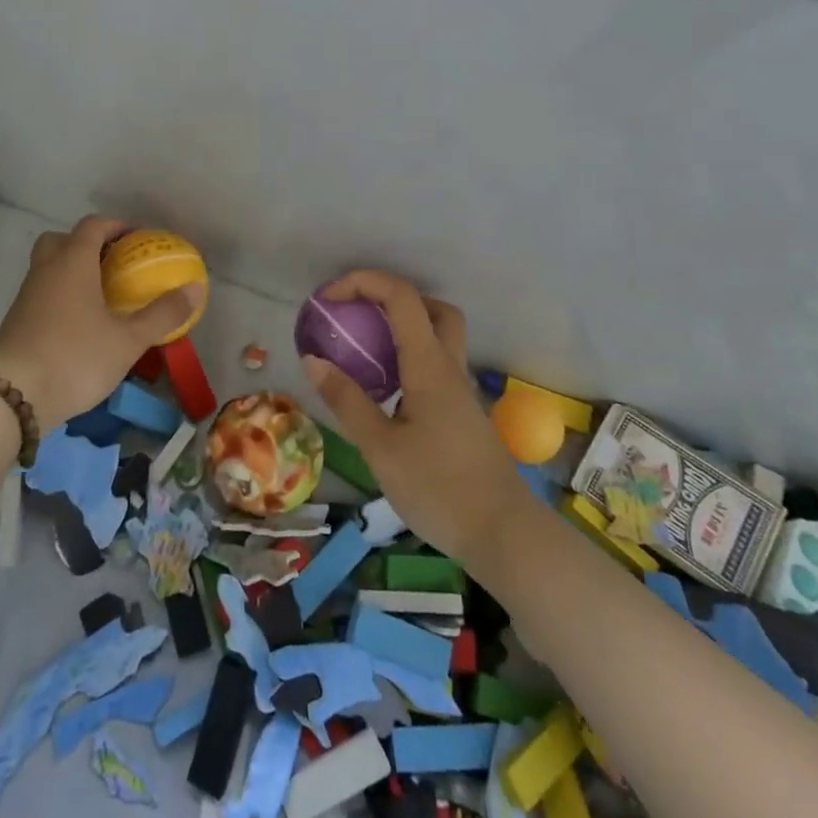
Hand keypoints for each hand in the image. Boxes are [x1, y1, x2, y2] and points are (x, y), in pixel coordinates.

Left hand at [0, 215, 202, 432]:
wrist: (13, 397)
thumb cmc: (76, 357)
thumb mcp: (128, 340)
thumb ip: (163, 313)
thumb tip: (195, 288)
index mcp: (73, 262)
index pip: (94, 225)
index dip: (117, 226)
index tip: (139, 238)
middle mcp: (46, 269)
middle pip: (62, 239)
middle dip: (88, 244)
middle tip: (114, 264)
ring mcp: (26, 294)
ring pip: (48, 266)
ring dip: (72, 270)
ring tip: (100, 295)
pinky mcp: (16, 320)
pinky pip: (41, 291)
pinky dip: (60, 294)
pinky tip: (78, 322)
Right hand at [304, 270, 531, 571]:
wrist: (503, 535)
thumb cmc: (439, 489)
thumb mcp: (380, 448)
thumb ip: (347, 401)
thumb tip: (314, 360)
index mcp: (428, 365)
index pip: (401, 297)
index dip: (363, 282)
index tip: (329, 299)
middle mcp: (449, 367)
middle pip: (431, 307)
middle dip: (390, 298)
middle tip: (356, 315)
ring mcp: (460, 390)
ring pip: (437, 335)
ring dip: (401, 327)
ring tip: (363, 350)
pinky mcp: (462, 412)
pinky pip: (435, 364)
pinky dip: (408, 358)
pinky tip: (385, 390)